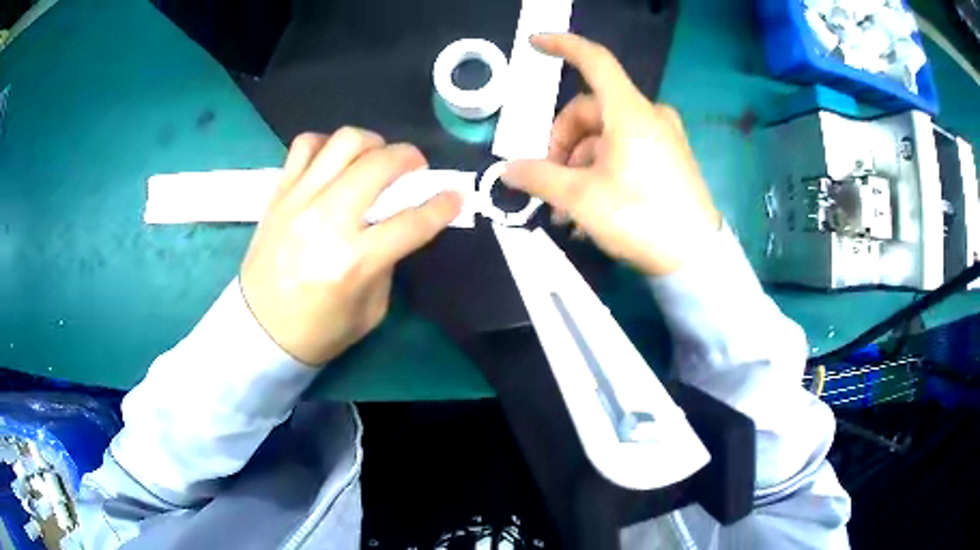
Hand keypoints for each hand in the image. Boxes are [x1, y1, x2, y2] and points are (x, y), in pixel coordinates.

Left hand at [240, 128, 461, 365]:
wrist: (260, 330)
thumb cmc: (320, 330)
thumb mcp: (371, 310)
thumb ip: (388, 261)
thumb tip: (397, 222)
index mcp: (354, 262)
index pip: (411, 221)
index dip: (442, 205)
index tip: (456, 195)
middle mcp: (326, 221)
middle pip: (378, 165)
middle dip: (409, 157)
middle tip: (415, 167)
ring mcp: (298, 201)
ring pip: (343, 142)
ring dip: (371, 143)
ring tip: (376, 158)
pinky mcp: (278, 194)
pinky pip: (305, 146)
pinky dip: (327, 145)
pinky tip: (335, 162)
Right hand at [502, 34, 720, 275]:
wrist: (695, 258)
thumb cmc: (639, 217)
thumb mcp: (580, 198)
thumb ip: (539, 177)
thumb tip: (507, 170)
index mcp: (629, 111)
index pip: (593, 60)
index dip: (562, 46)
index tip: (535, 43)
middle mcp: (648, 115)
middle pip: (589, 112)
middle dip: (561, 145)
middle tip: (547, 184)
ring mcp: (662, 136)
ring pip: (604, 136)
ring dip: (577, 166)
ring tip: (566, 211)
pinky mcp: (669, 158)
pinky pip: (625, 151)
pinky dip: (600, 170)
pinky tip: (589, 209)